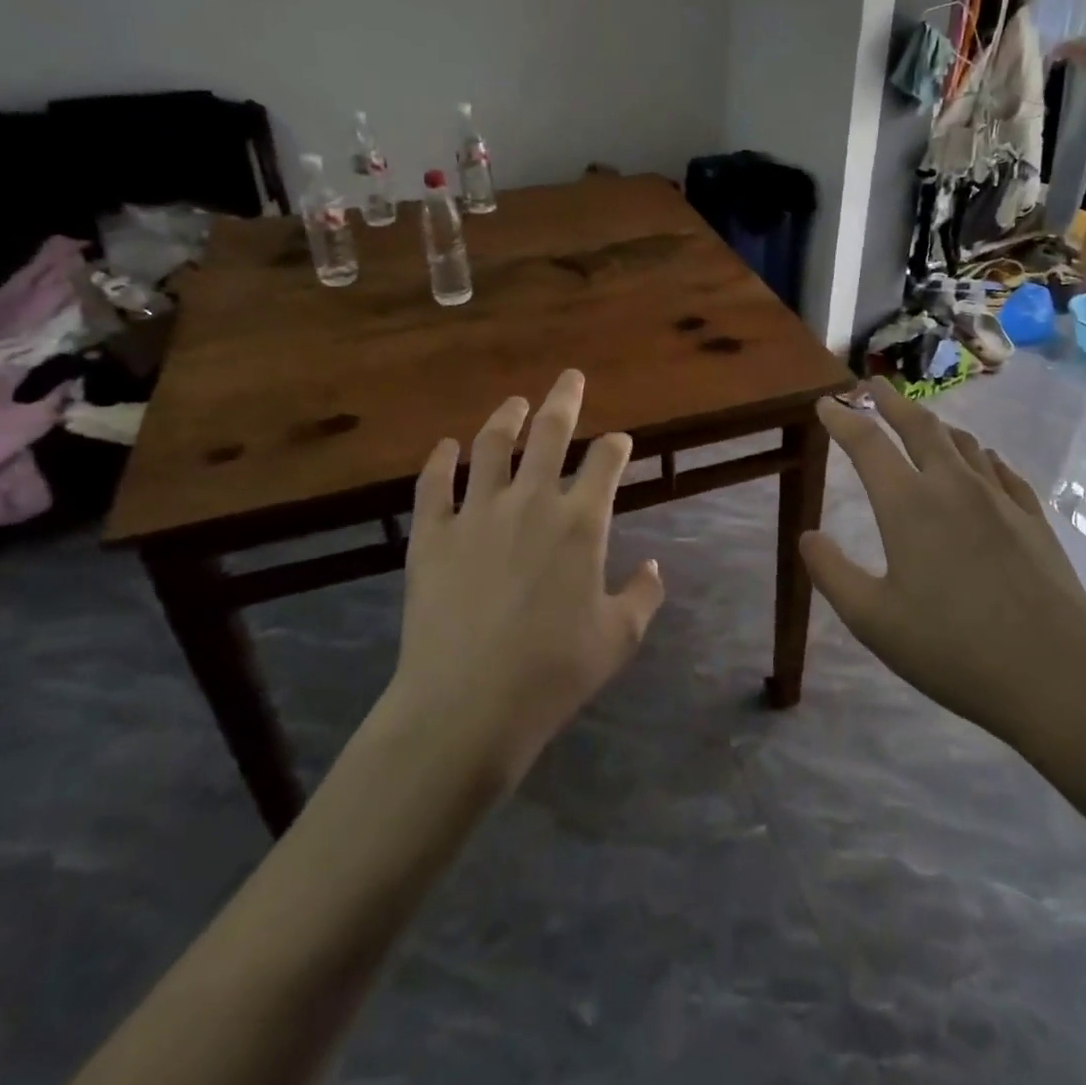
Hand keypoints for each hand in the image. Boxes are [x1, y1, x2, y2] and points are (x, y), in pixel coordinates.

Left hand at [380, 370, 664, 785]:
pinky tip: (445, 447)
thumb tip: (653, 565)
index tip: (619, 441)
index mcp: (580, 523)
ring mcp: (476, 514)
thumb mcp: (618, 638)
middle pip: (549, 434)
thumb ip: (643, 595)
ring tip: (515, 402)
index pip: (604, 463)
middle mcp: (530, 503)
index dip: (616, 446)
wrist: (467, 706)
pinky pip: (433, 486)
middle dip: (564, 400)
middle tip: (570, 377)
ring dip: (506, 418)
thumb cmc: (553, 673)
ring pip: (491, 447)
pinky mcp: (432, 535)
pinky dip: (438, 462)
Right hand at [800, 382, 1085, 770]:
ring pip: (963, 443)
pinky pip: (1001, 470)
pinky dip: (980, 456)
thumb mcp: (873, 621)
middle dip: (890, 401)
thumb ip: (832, 574)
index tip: (826, 403)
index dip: (842, 419)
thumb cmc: (953, 650)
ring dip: (935, 425)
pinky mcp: (1034, 519)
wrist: (1059, 678)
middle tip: (871, 384)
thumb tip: (807, 536)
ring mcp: (1001, 499)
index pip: (867, 444)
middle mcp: (954, 487)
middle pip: (919, 426)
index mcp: (909, 506)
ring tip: (920, 421)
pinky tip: (983, 463)